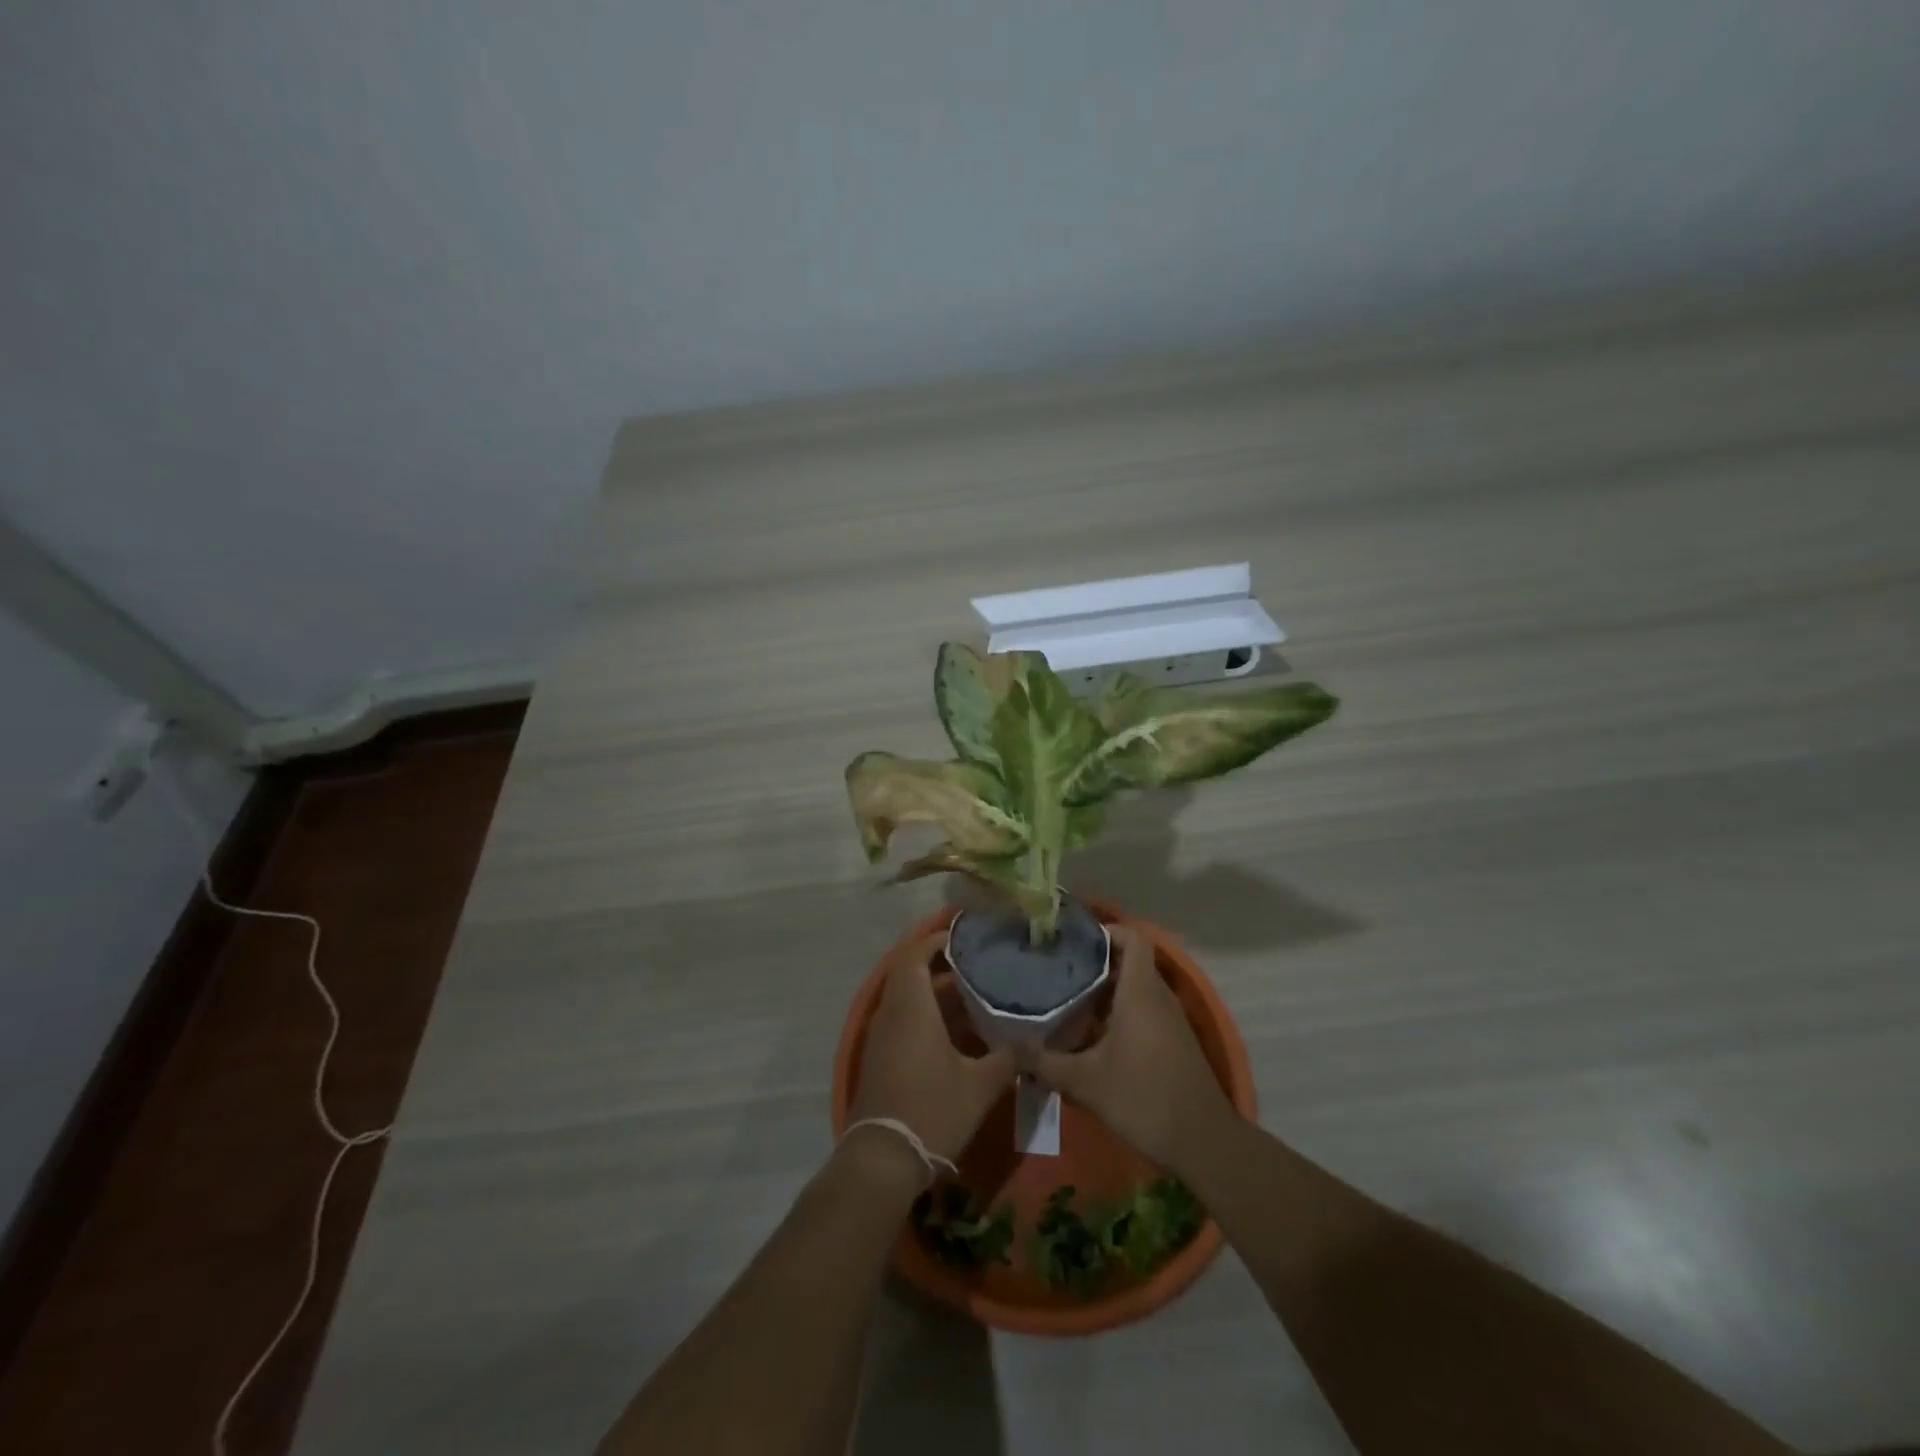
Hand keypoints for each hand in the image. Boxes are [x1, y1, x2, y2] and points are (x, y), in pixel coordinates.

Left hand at [848, 933, 1016, 1164]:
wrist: (882, 1159)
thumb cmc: (933, 1110)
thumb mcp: (981, 1085)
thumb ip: (1010, 1058)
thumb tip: (1035, 1042)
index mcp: (912, 1007)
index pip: (915, 955)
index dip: (936, 941)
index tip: (964, 938)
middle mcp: (891, 1014)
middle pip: (911, 975)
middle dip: (942, 967)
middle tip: (977, 968)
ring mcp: (881, 1037)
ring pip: (907, 999)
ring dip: (935, 994)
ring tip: (974, 997)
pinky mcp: (879, 1058)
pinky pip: (902, 1021)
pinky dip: (925, 1016)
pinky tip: (955, 1034)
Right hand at [1027, 926, 1235, 1172]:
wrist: (1204, 1143)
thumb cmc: (1143, 1099)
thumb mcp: (1085, 1082)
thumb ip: (1044, 1062)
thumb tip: (1008, 1048)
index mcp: (1140, 992)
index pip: (1133, 937)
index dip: (1107, 930)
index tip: (1075, 941)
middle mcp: (1158, 997)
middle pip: (1130, 962)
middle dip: (1095, 963)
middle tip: (1059, 971)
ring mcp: (1170, 1020)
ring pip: (1137, 988)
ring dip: (1106, 991)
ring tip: (1068, 1000)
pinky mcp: (1174, 1042)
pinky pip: (1145, 1011)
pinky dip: (1120, 1013)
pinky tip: (1093, 1037)